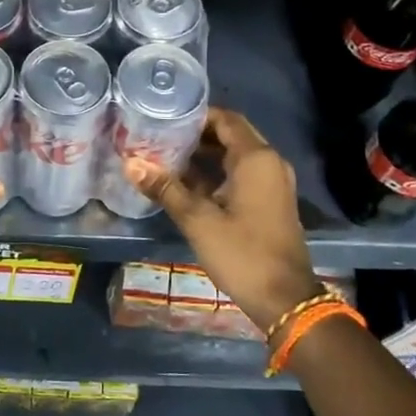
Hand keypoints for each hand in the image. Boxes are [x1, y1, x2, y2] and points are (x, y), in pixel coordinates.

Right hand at [126, 107, 317, 331]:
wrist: (285, 300)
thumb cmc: (242, 253)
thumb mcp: (197, 220)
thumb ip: (165, 188)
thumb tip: (130, 163)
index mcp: (256, 159)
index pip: (226, 119)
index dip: (196, 115)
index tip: (165, 117)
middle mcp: (270, 163)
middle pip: (231, 135)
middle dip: (198, 134)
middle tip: (161, 136)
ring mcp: (273, 184)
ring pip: (236, 156)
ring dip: (206, 155)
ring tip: (167, 156)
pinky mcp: (270, 202)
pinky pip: (242, 175)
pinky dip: (217, 173)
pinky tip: (187, 184)